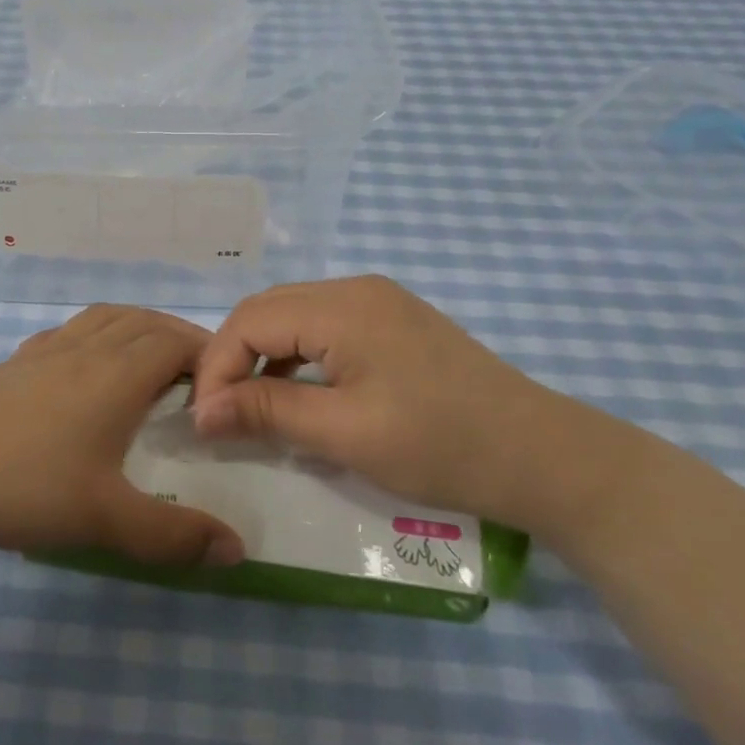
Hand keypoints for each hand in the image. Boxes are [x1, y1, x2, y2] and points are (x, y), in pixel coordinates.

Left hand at [0, 305, 244, 566]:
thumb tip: (238, 550)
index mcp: (116, 374)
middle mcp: (84, 349)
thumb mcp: (105, 519)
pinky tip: (81, 368)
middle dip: (178, 337)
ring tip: (149, 359)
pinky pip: (66, 332)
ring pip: (103, 318)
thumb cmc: (22, 485)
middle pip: (143, 321)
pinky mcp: (9, 363)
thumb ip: (174, 536)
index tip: (226, 383)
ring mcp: (42, 351)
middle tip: (198, 374)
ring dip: (136, 328)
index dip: (208, 354)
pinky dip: (92, 335)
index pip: (176, 342)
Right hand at [192, 276, 631, 534]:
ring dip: (264, 357)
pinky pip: (324, 327)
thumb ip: (266, 412)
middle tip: (221, 413)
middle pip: (269, 310)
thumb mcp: (344, 434)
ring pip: (294, 317)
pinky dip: (298, 358)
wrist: (542, 456)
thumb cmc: (440, 445)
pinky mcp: (394, 322)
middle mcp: (356, 289)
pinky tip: (300, 395)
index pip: (250, 320)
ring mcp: (379, 302)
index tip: (205, 421)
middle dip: (234, 358)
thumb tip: (201, 412)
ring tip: (252, 407)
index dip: (217, 366)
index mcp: (342, 306)